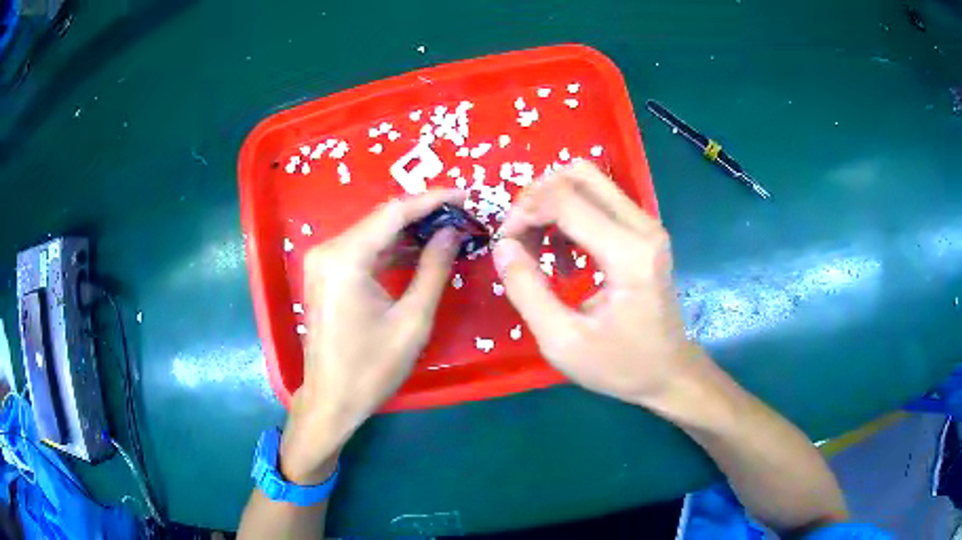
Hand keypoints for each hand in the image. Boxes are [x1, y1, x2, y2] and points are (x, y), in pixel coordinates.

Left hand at [280, 190, 464, 482]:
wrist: (332, 399)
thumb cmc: (372, 368)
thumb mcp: (412, 320)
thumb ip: (434, 269)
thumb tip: (452, 233)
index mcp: (346, 258)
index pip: (394, 212)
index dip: (433, 200)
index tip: (465, 195)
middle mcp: (328, 250)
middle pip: (382, 218)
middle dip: (423, 214)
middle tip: (461, 214)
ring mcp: (323, 260)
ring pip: (373, 232)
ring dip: (408, 231)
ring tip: (447, 230)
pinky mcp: (326, 273)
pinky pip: (363, 250)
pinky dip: (391, 248)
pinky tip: (419, 250)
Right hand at [493, 162, 701, 405]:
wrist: (669, 372)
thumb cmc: (620, 365)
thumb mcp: (562, 341)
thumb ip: (526, 290)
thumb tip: (503, 246)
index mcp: (628, 253)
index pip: (564, 199)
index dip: (523, 212)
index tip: (505, 244)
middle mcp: (642, 226)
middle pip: (579, 174)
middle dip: (537, 197)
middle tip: (518, 235)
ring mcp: (647, 225)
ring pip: (589, 182)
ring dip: (552, 204)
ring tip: (537, 247)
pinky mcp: (644, 232)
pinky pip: (599, 200)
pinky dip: (570, 214)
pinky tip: (563, 255)